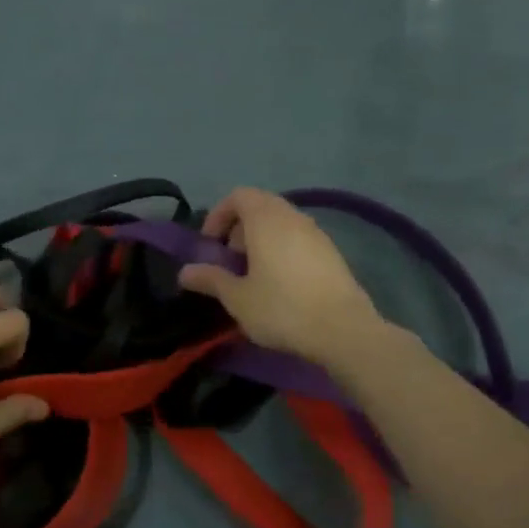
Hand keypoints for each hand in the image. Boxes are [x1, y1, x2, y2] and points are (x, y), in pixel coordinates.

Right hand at [178, 187, 384, 368]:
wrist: (344, 331)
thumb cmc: (282, 309)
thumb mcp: (237, 298)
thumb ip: (210, 279)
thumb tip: (185, 272)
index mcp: (266, 219)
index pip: (238, 196)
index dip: (219, 215)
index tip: (210, 244)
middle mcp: (293, 217)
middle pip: (260, 206)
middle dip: (239, 228)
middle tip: (229, 260)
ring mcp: (317, 233)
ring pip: (281, 223)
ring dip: (261, 239)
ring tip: (253, 274)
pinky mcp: (332, 253)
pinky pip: (298, 239)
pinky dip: (282, 249)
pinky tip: (280, 284)